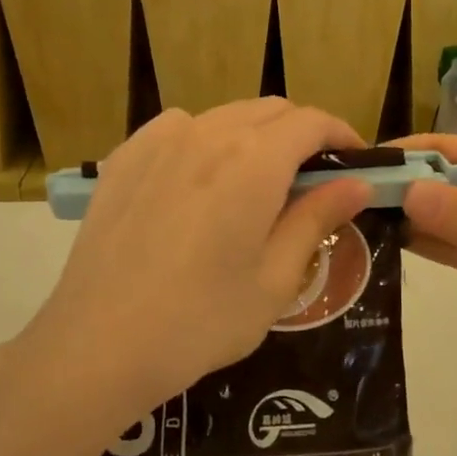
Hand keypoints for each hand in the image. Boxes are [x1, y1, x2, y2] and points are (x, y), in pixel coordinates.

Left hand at [22, 101, 371, 432]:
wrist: (99, 344)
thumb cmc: (201, 320)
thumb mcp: (275, 278)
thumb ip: (317, 218)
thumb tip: (358, 183)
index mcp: (255, 159)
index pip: (312, 122)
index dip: (341, 136)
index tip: (354, 165)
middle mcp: (209, 132)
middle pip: (271, 111)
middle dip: (302, 135)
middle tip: (311, 181)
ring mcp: (160, 139)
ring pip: (225, 116)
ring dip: (255, 136)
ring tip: (255, 183)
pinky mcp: (125, 156)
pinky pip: (179, 128)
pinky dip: (205, 140)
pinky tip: (199, 181)